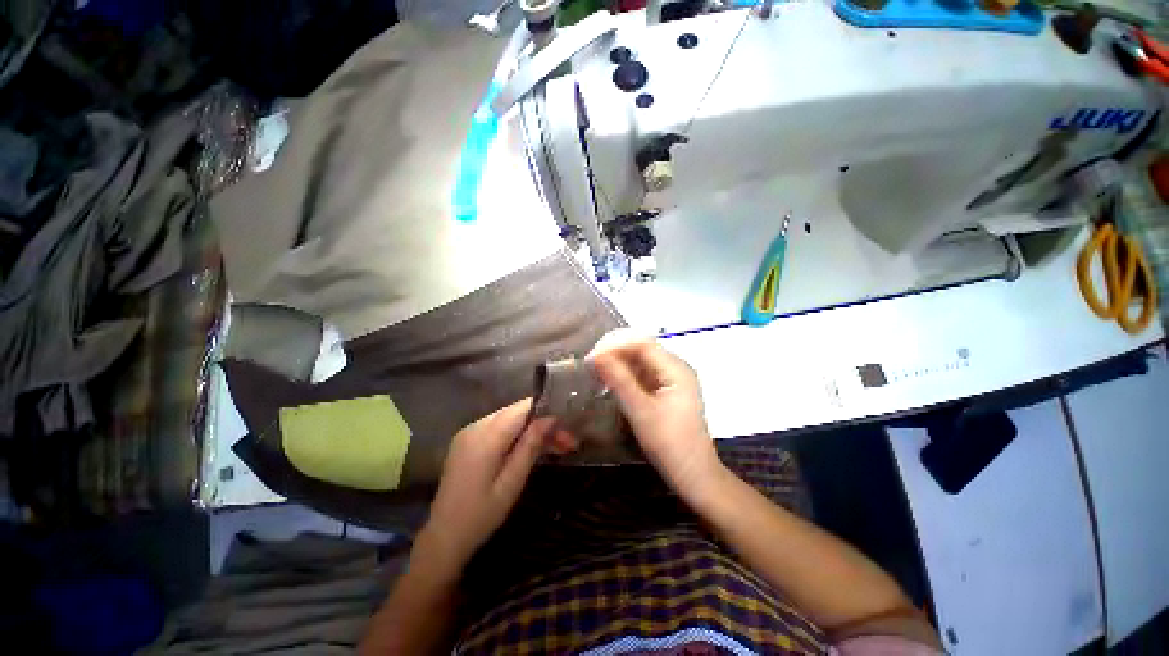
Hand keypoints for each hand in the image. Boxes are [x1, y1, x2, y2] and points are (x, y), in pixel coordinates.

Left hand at [418, 399, 553, 575]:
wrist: (442, 537)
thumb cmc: (481, 515)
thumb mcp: (511, 483)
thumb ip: (530, 446)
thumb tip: (550, 419)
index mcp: (486, 436)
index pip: (523, 408)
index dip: (547, 412)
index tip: (567, 427)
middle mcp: (476, 426)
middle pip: (517, 412)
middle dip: (543, 423)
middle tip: (567, 443)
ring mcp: (469, 432)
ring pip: (510, 419)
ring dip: (532, 430)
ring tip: (555, 447)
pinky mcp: (467, 440)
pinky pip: (498, 428)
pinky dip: (517, 435)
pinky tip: (530, 448)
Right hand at [589, 330, 723, 500]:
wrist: (693, 474)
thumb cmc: (669, 443)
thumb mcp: (640, 411)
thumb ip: (619, 380)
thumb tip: (596, 356)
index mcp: (675, 368)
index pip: (641, 343)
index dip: (614, 345)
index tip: (591, 357)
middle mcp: (675, 367)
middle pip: (641, 348)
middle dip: (614, 352)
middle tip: (590, 364)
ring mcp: (671, 378)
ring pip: (640, 360)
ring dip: (618, 362)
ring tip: (595, 371)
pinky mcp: (665, 389)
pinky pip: (642, 373)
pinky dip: (625, 374)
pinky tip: (610, 380)